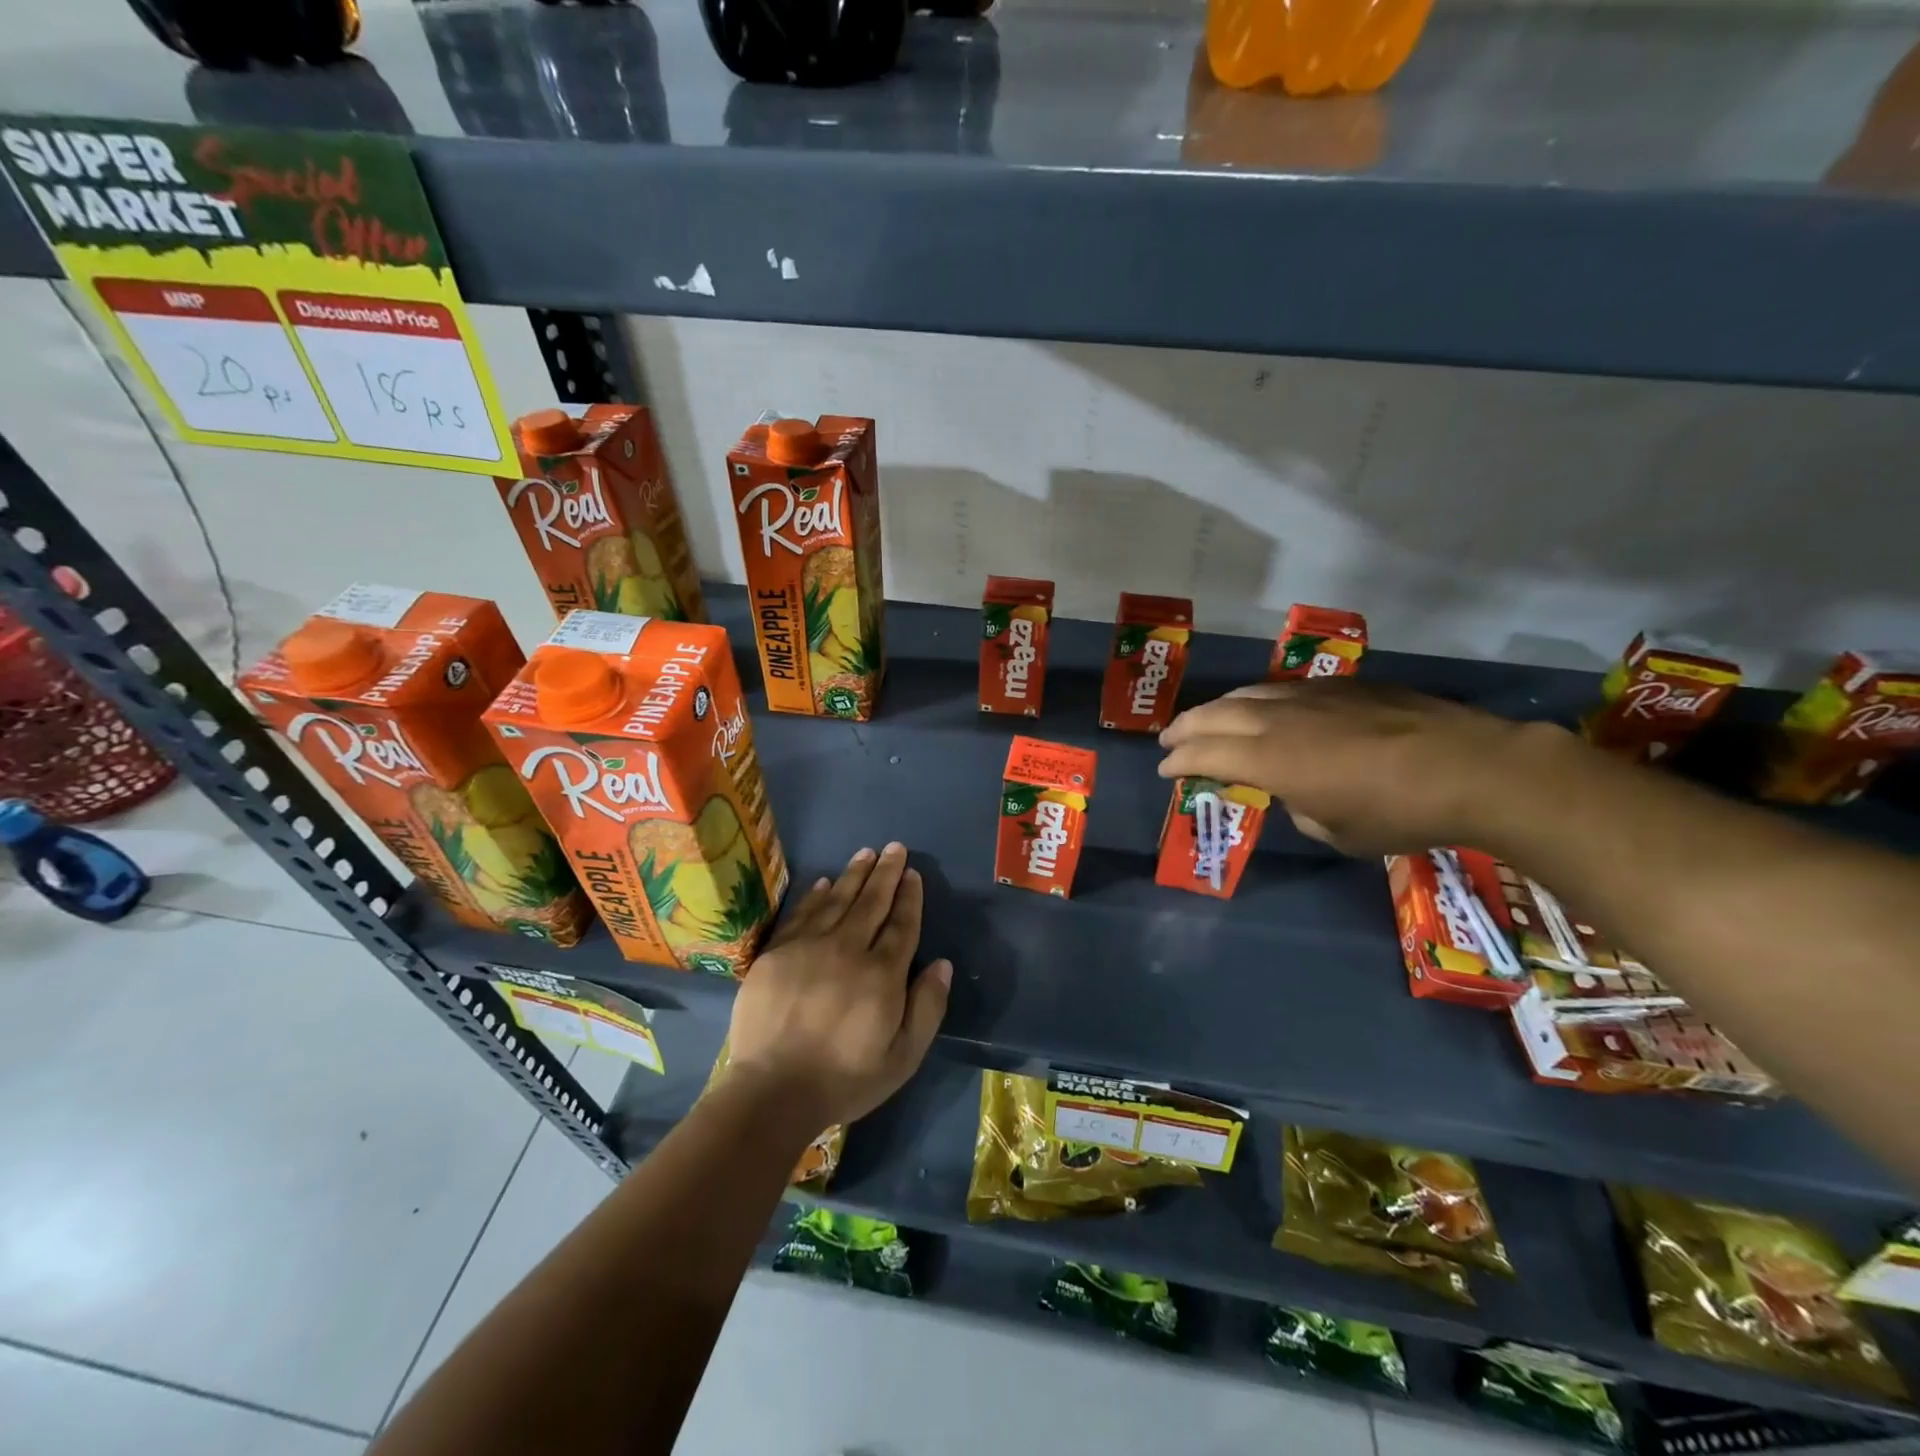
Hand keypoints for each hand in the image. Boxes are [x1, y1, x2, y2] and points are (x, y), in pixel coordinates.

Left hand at [723, 842, 951, 1133]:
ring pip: (837, 900)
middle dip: (886, 873)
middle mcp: (847, 950)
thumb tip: (942, 963)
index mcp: (882, 974)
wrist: (772, 1091)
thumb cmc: (845, 1079)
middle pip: (871, 902)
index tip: (913, 874)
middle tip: (894, 847)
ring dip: (854, 874)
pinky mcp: (777, 953)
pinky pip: (801, 913)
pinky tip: (825, 882)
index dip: (909, 897)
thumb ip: (927, 1007)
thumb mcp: (903, 1057)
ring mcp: (808, 947)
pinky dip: (816, 895)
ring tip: (866, 853)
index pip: (901, 924)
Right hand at [1157, 680, 1564, 856]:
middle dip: (1185, 728)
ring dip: (1218, 708)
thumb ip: (1300, 807)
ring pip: (1248, 693)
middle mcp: (1280, 719)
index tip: (1165, 769)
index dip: (1179, 761)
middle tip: (1168, 739)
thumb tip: (1299, 792)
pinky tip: (1266, 707)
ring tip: (1207, 719)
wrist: (1473, 769)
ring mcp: (1312, 696)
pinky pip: (1283, 688)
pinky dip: (1259, 699)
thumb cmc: (1399, 814)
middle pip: (1215, 714)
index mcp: (1270, 759)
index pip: (1206, 753)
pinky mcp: (1344, 686)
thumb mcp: (1337, 832)